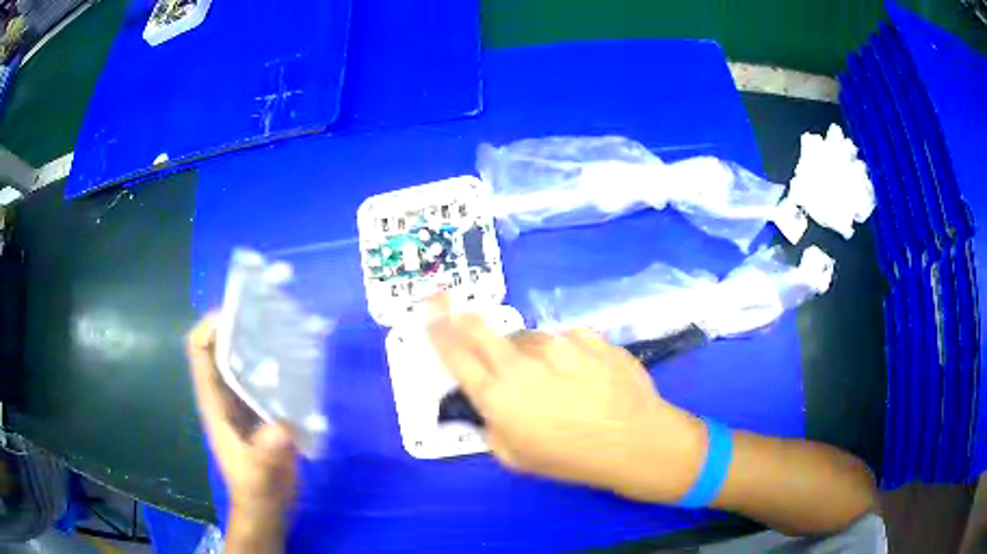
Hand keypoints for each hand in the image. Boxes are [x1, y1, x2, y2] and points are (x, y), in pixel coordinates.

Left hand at [186, 315, 295, 548]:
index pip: (200, 351)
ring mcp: (244, 402)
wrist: (267, 510)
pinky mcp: (264, 410)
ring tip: (287, 327)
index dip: (211, 325)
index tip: (239, 313)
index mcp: (214, 403)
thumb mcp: (259, 477)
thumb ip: (266, 454)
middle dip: (240, 325)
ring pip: (244, 359)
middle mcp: (225, 395)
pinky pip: (266, 377)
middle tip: (271, 312)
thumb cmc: (256, 493)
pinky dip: (278, 363)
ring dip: (260, 340)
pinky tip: (300, 359)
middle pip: (223, 347)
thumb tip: (281, 427)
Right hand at [428, 314, 706, 503]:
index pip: (456, 357)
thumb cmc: (572, 457)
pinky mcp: (588, 336)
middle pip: (481, 330)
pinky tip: (582, 373)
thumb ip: (492, 427)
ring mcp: (558, 344)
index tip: (428, 319)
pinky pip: (565, 339)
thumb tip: (487, 404)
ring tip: (552, 377)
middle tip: (457, 313)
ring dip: (528, 350)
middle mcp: (522, 363)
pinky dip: (565, 352)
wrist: (635, 440)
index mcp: (499, 396)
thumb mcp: (517, 458)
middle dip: (462, 319)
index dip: (438, 335)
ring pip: (527, 337)